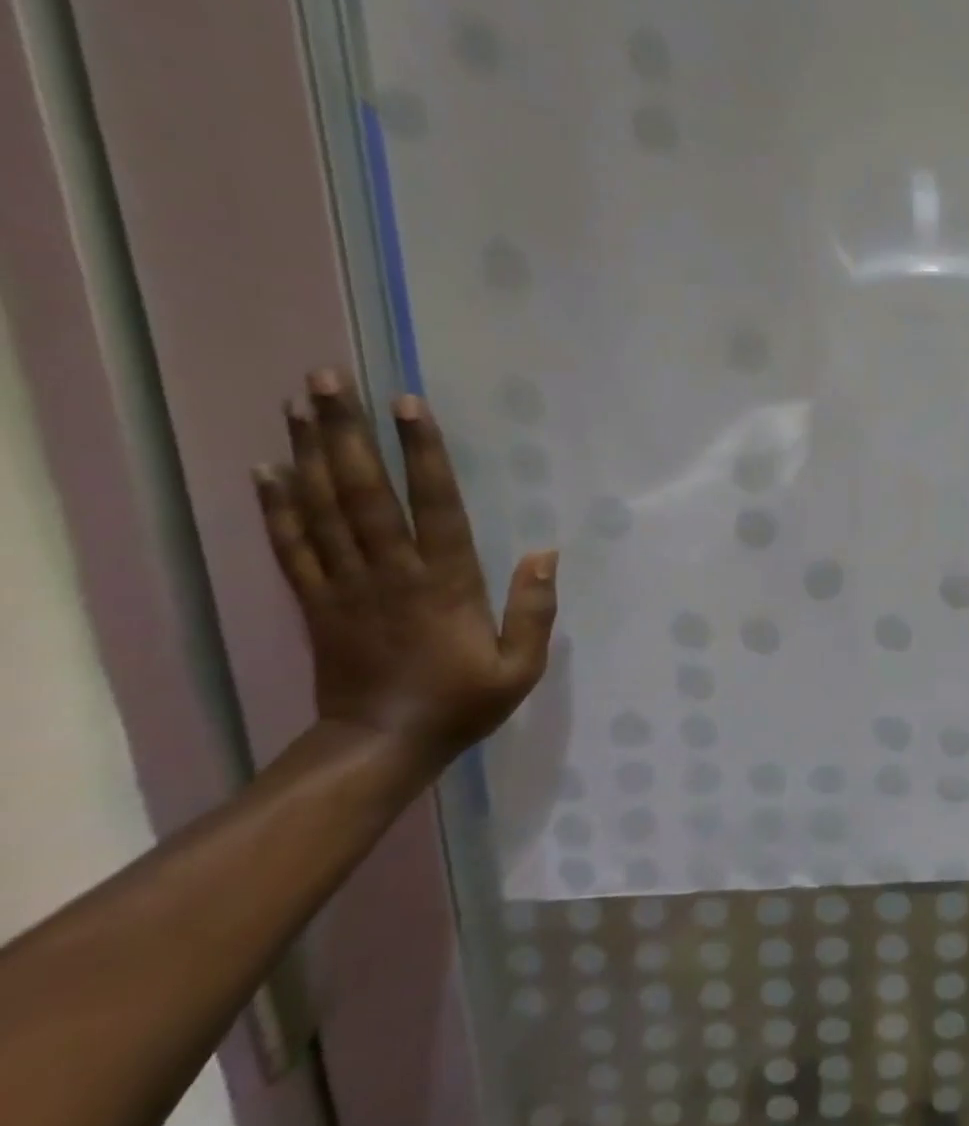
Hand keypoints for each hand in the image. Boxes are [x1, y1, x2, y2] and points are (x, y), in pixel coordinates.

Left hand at [252, 369, 557, 767]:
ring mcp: (345, 586)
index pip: (434, 506)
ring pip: (322, 509)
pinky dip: (275, 506)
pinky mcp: (315, 603)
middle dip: (346, 433)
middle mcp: (389, 573)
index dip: (422, 454)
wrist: (380, 747)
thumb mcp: (521, 668)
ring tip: (298, 404)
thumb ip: (535, 610)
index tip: (408, 405)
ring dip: (309, 453)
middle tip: (327, 379)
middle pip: (363, 492)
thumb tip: (546, 553)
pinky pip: (291, 547)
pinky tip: (265, 469)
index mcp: (444, 584)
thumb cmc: (460, 703)